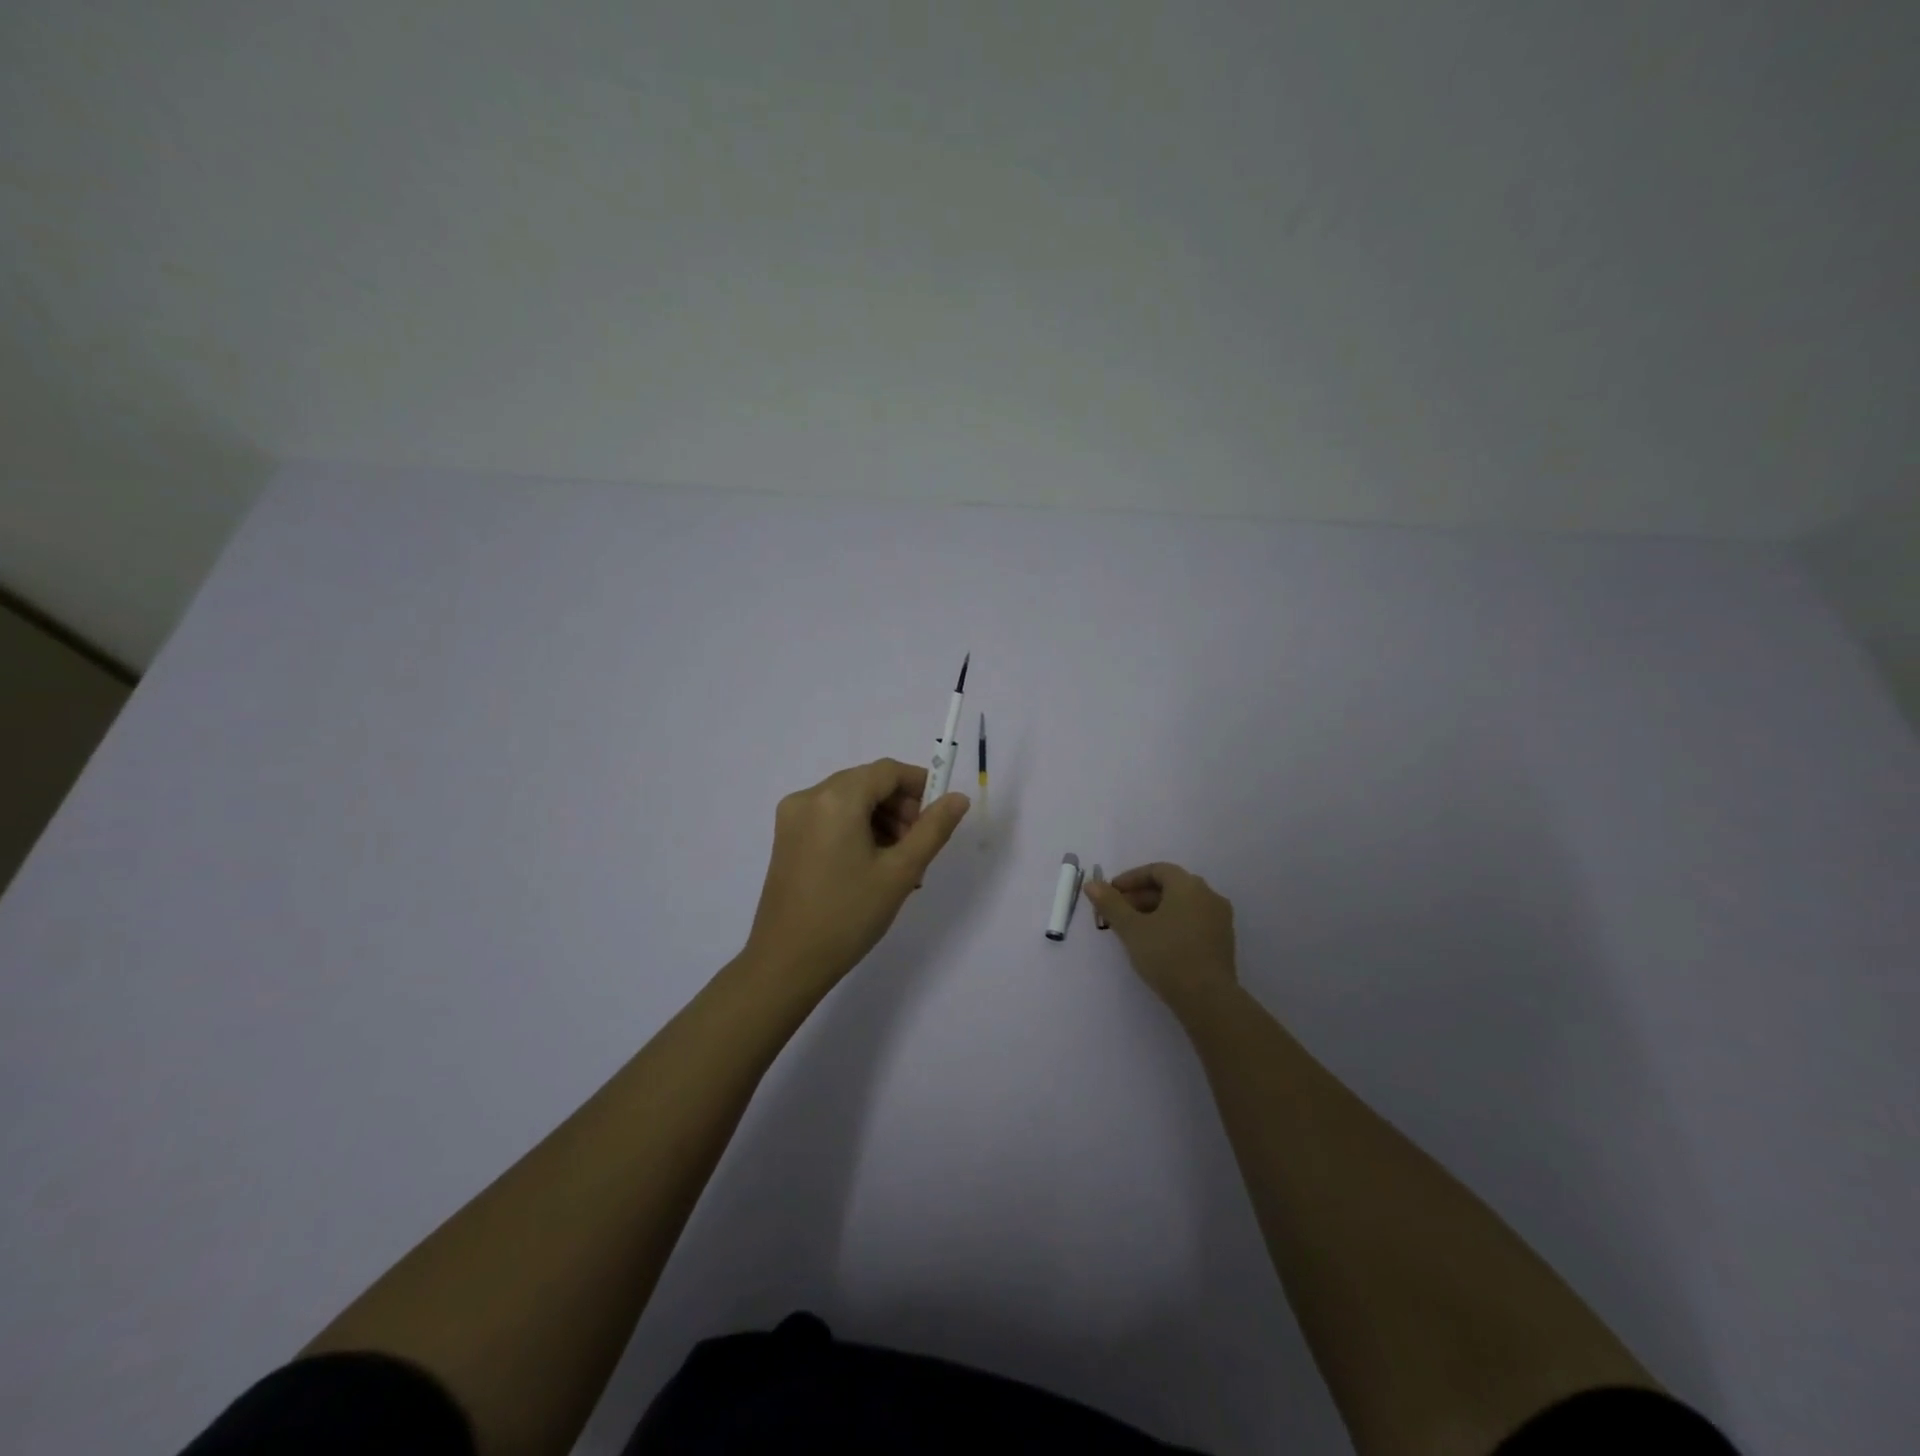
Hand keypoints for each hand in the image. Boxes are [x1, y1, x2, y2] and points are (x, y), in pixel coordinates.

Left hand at [743, 758, 969, 992]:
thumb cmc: (848, 915)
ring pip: (850, 801)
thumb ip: (933, 829)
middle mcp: (809, 797)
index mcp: (836, 798)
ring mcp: (792, 817)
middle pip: (867, 783)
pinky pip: (831, 818)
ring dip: (880, 820)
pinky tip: (872, 866)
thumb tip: (958, 798)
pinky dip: (856, 830)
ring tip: (899, 865)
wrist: (786, 962)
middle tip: (919, 847)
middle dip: (900, 807)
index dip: (919, 785)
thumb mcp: (900, 872)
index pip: (887, 771)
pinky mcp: (786, 837)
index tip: (939, 816)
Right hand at [1085, 862, 1238, 1014]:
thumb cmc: (1166, 955)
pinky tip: (1157, 943)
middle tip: (1118, 913)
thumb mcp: (1131, 928)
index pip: (1157, 870)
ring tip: (1134, 930)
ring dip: (1156, 911)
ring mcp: (1220, 918)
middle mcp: (1209, 895)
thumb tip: (1092, 884)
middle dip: (1141, 896)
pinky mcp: (1224, 940)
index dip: (1131, 879)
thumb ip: (1110, 903)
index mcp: (1188, 886)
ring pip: (1182, 905)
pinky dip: (1173, 923)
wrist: (1208, 999)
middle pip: (1170, 886)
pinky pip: (1194, 921)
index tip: (1111, 893)